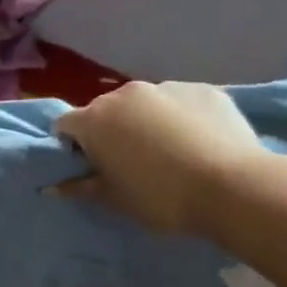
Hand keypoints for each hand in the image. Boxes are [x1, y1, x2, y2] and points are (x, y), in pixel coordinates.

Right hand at [53, 81, 264, 234]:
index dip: (72, 146)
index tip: (89, 167)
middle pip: (105, 111)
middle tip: (129, 162)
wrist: (235, 188)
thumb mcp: (114, 199)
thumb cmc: (161, 197)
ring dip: (145, 122)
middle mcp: (125, 94)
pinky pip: (180, 102)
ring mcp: (166, 87)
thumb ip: (80, 187)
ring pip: (144, 105)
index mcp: (94, 119)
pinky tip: (199, 142)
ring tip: (169, 152)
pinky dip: (181, 118)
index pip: (65, 126)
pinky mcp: (204, 89)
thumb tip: (52, 187)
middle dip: (109, 131)